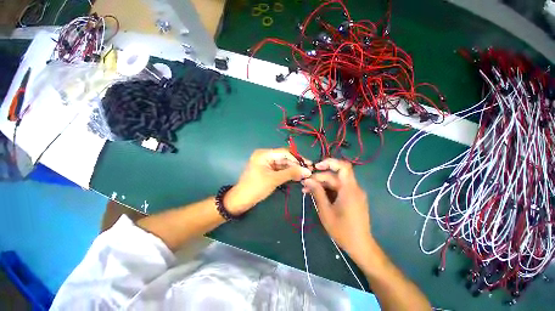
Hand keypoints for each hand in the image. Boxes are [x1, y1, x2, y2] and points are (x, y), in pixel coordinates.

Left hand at [225, 148, 311, 214]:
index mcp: (264, 154)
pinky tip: (297, 177)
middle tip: (309, 171)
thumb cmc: (255, 188)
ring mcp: (266, 164)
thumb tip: (307, 171)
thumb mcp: (274, 179)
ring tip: (305, 175)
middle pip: (284, 158)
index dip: (297, 158)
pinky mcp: (267, 171)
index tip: (309, 164)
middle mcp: (265, 156)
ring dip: (293, 170)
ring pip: (283, 165)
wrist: (241, 201)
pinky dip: (288, 174)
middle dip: (296, 165)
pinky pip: (280, 170)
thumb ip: (291, 173)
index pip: (284, 152)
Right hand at [302, 158, 372, 260]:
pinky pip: (338, 189)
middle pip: (335, 176)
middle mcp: (353, 188)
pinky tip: (317, 195)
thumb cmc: (342, 230)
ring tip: (307, 190)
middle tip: (305, 184)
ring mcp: (353, 193)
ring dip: (321, 184)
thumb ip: (317, 192)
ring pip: (335, 182)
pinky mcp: (352, 198)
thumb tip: (307, 180)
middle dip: (319, 178)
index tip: (315, 167)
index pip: (343, 167)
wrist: (360, 246)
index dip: (329, 162)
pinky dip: (327, 190)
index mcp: (349, 189)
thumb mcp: (326, 211)